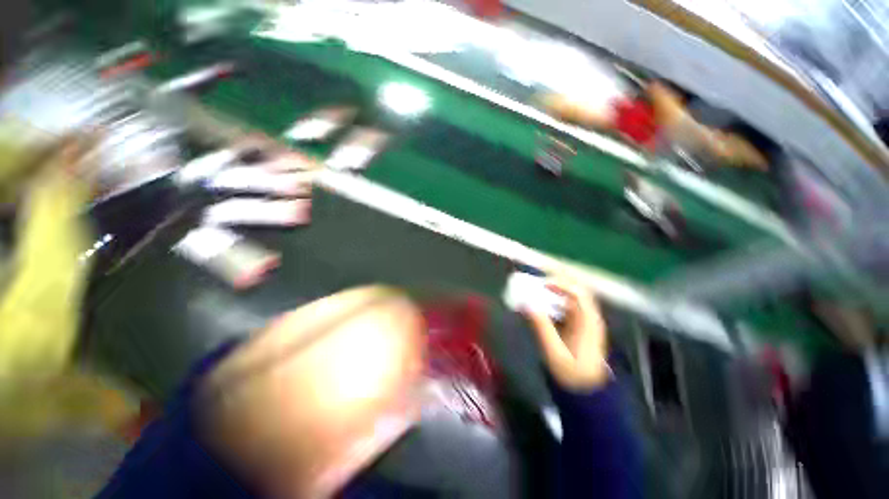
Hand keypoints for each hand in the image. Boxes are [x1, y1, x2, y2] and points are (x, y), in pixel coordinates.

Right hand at [523, 277, 610, 390]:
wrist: (586, 392)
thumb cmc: (572, 374)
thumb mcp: (555, 352)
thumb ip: (541, 327)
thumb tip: (526, 304)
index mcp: (588, 321)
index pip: (578, 292)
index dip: (560, 284)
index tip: (541, 283)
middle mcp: (588, 317)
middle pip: (575, 290)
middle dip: (556, 283)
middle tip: (536, 281)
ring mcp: (583, 321)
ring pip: (569, 297)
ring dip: (553, 291)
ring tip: (535, 289)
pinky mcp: (576, 326)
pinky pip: (565, 306)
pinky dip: (552, 301)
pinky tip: (540, 304)